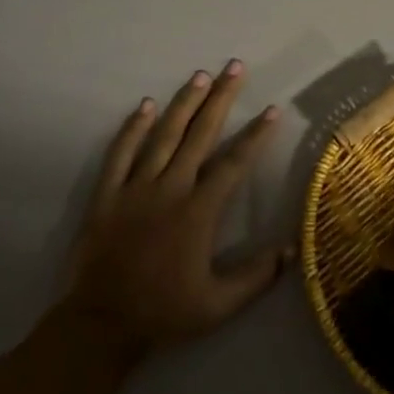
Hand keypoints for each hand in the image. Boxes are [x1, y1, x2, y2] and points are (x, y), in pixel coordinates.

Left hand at [58, 60, 290, 362]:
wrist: (101, 324)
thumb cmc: (164, 312)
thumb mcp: (218, 306)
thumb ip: (256, 277)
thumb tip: (292, 249)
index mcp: (198, 212)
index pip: (233, 163)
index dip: (255, 135)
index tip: (272, 110)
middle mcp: (169, 189)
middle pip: (199, 134)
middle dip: (220, 98)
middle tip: (234, 68)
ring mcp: (135, 188)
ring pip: (163, 135)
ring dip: (183, 103)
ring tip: (200, 75)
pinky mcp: (107, 194)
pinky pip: (120, 153)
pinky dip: (132, 127)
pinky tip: (145, 105)